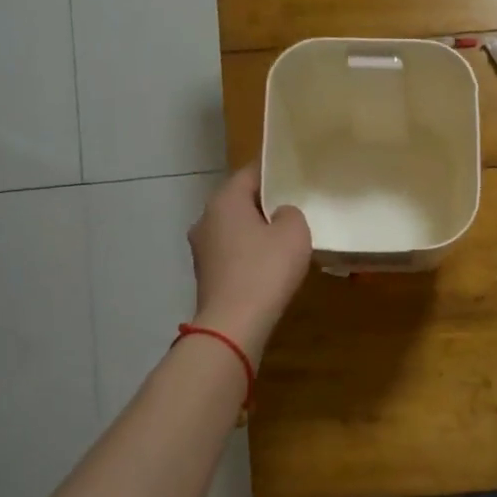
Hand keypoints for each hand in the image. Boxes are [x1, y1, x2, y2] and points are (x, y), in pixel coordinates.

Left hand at [188, 162, 310, 361]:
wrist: (233, 324)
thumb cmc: (265, 269)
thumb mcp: (294, 233)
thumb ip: (291, 213)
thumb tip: (281, 215)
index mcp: (225, 200)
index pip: (250, 173)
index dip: (274, 172)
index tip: (295, 176)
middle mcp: (206, 218)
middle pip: (239, 201)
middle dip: (264, 204)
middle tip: (294, 207)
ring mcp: (201, 248)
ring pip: (234, 228)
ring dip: (255, 231)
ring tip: (284, 239)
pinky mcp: (206, 274)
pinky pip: (232, 253)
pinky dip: (248, 254)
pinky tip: (268, 266)